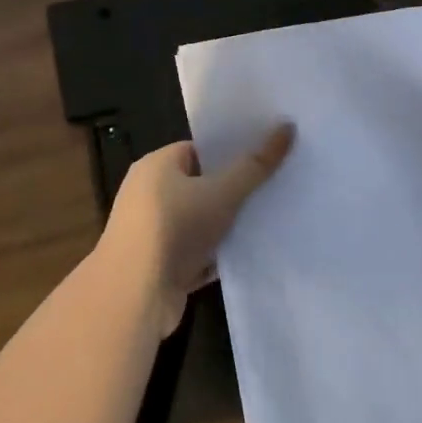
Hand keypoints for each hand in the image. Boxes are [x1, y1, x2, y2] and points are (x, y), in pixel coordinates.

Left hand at [96, 124, 295, 334]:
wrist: (134, 296)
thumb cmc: (174, 228)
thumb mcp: (221, 192)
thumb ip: (255, 165)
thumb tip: (287, 126)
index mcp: (156, 166)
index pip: (198, 150)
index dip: (231, 152)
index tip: (266, 156)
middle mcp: (149, 195)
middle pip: (200, 186)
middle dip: (234, 190)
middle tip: (275, 188)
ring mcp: (153, 233)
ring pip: (201, 222)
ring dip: (228, 226)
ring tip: (270, 220)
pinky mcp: (160, 267)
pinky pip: (197, 253)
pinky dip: (218, 255)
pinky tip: (250, 256)